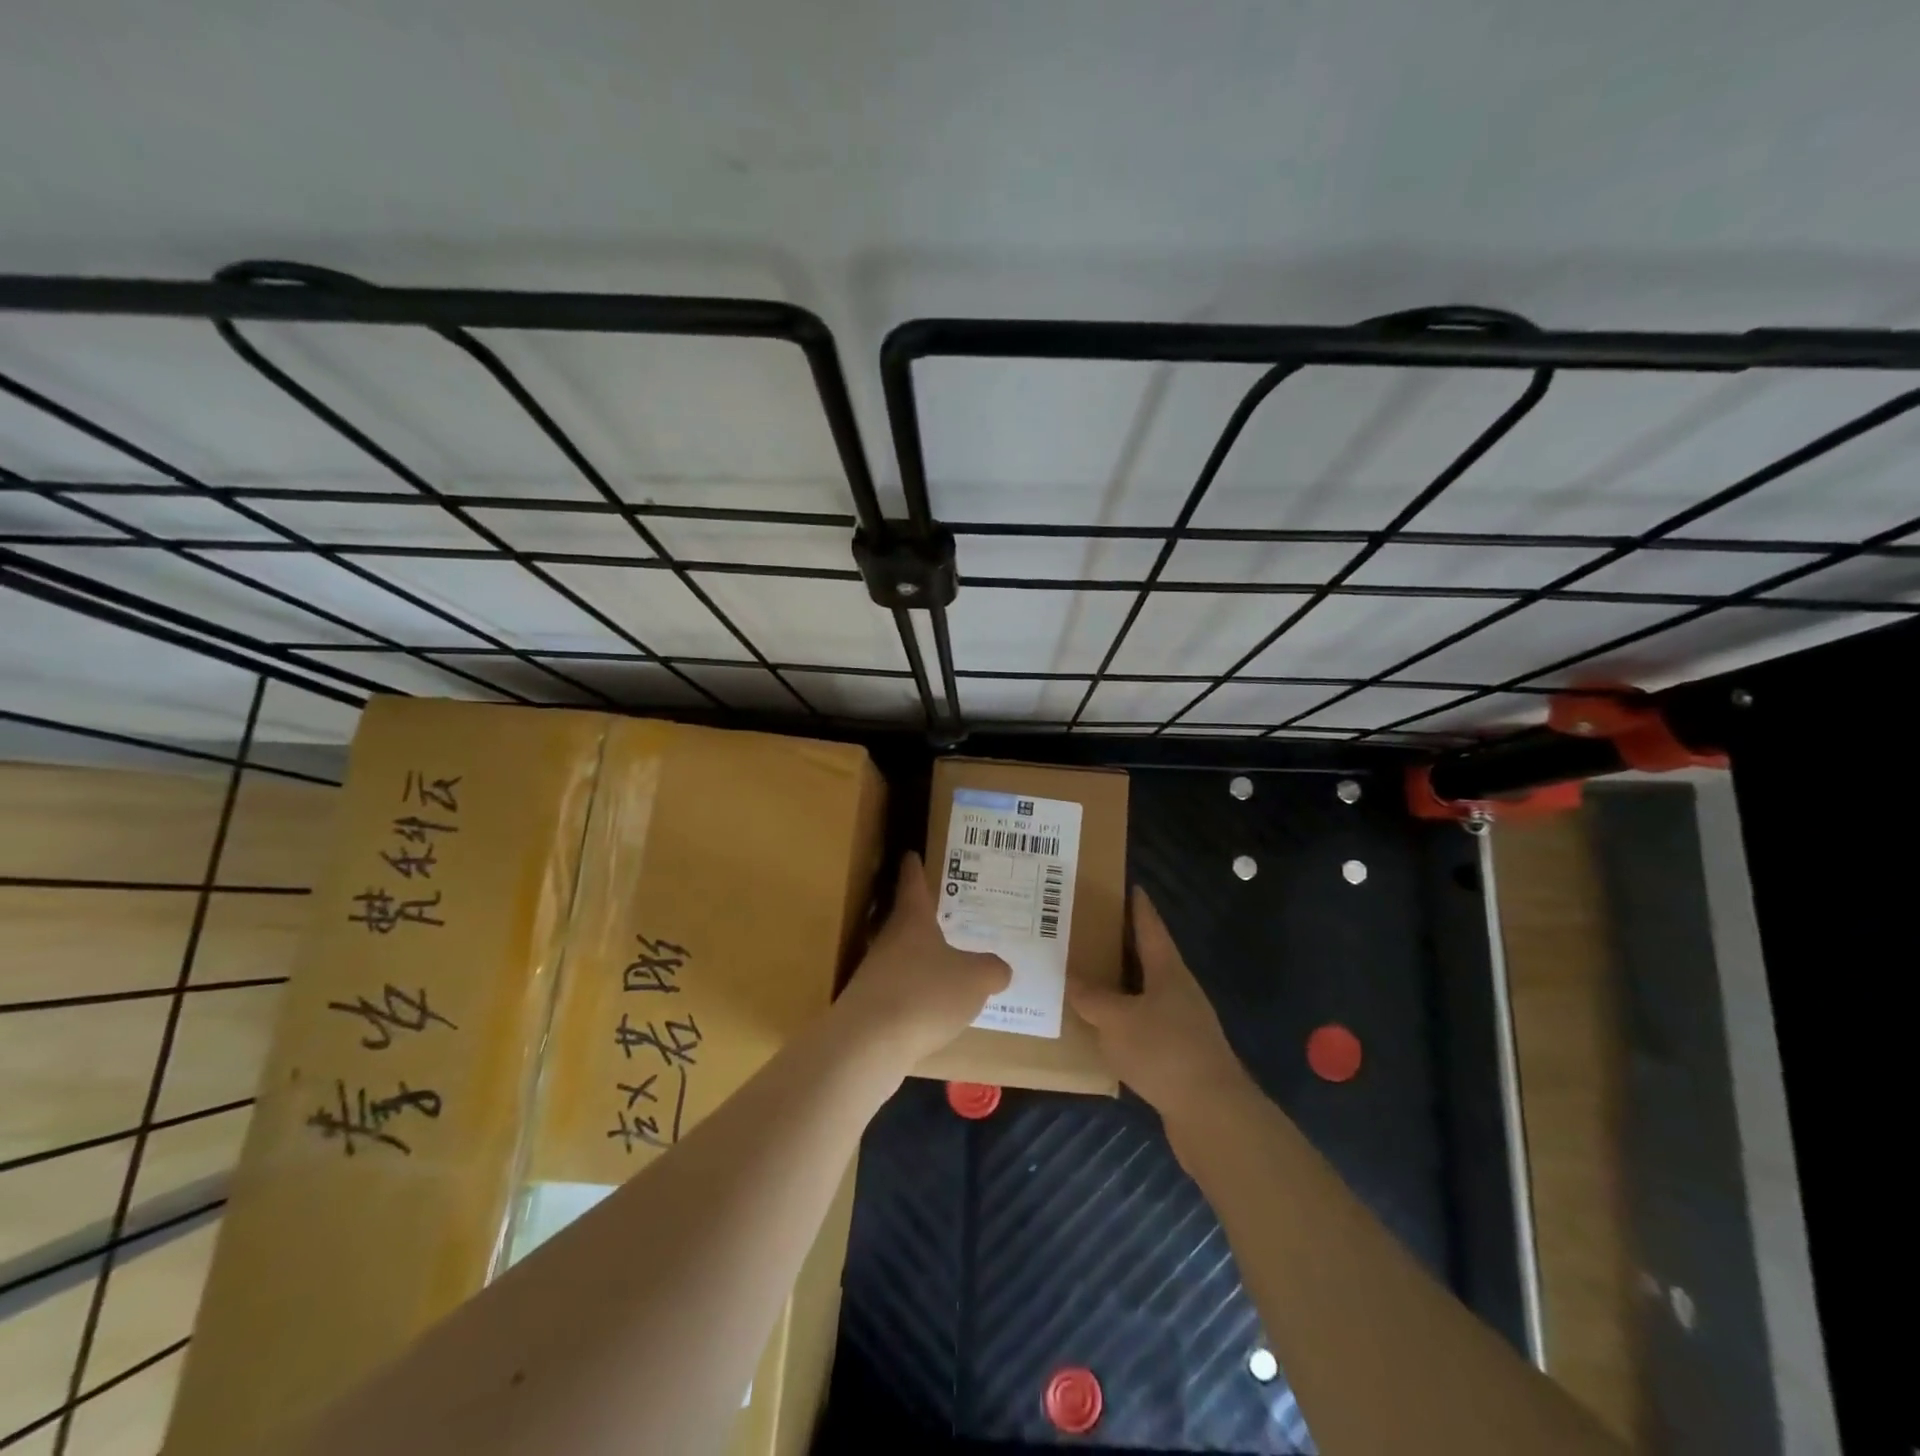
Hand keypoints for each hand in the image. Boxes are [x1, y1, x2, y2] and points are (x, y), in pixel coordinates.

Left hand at [837, 853, 1010, 1064]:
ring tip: (948, 966)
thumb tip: (999, 968)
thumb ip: (992, 970)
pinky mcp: (869, 1007)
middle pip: (906, 921)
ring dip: (921, 959)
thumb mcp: (975, 979)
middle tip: (949, 914)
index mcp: (912, 920)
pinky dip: (916, 994)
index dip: (914, 868)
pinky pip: (900, 991)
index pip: (913, 884)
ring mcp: (874, 974)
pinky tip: (933, 1010)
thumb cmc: (925, 994)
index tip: (911, 854)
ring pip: (902, 957)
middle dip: (925, 919)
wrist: (869, 1044)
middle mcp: (889, 940)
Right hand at [1069, 887, 1254, 1124]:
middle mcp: (1178, 990)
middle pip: (1148, 958)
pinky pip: (1144, 1025)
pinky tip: (1102, 1028)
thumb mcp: (1116, 1020)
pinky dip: (1123, 1020)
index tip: (1127, 885)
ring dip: (1120, 985)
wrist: (1212, 1114)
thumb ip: (1092, 998)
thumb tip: (1071, 977)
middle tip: (1088, 930)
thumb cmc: (1163, 1051)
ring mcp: (1182, 1024)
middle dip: (1121, 944)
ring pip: (1144, 993)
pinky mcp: (1178, 1055)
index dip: (1138, 906)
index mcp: (1167, 970)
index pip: (1150, 927)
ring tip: (1087, 977)